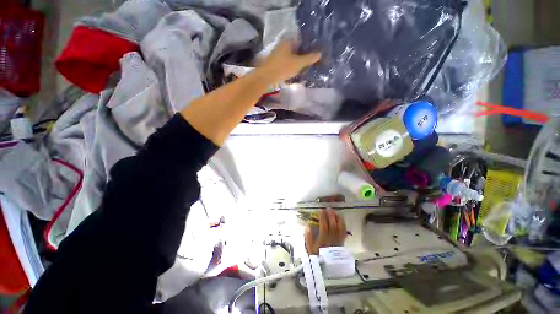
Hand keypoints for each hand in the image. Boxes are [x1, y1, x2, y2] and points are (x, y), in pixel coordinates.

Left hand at [260, 40, 321, 82]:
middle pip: (296, 49)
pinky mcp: (274, 63)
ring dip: (297, 62)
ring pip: (290, 57)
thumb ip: (309, 58)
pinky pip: (286, 62)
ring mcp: (277, 54)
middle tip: (310, 63)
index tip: (314, 54)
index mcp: (288, 41)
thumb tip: (319, 54)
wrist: (267, 77)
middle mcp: (282, 45)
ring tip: (304, 68)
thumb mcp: (299, 63)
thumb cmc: (283, 68)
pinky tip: (294, 72)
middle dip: (303, 56)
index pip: (301, 41)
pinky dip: (291, 66)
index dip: (308, 47)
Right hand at [304, 209, 346, 254]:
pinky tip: (340, 219)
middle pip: (333, 225)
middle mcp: (331, 240)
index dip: (323, 217)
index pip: (324, 227)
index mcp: (323, 241)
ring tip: (335, 212)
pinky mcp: (342, 242)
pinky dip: (343, 224)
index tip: (321, 210)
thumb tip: (307, 226)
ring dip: (338, 218)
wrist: (326, 267)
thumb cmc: (316, 256)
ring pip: (340, 228)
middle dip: (331, 215)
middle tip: (328, 208)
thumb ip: (308, 237)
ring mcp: (338, 241)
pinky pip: (344, 232)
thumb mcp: (309, 248)